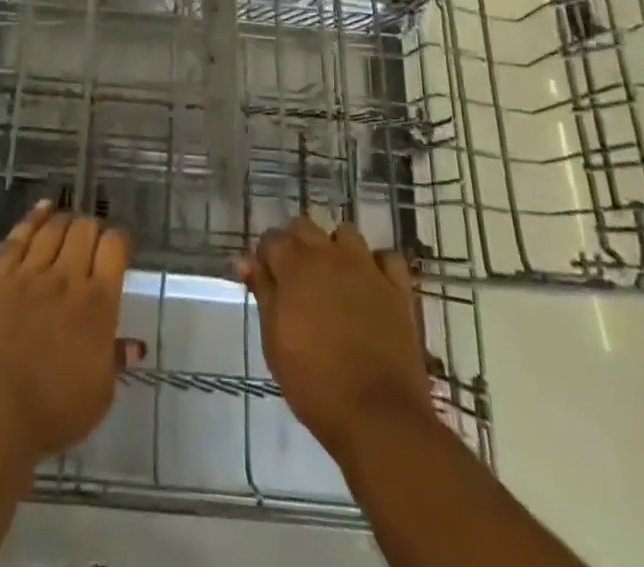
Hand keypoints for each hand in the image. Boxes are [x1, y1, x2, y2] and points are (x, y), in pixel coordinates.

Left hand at [0, 201, 142, 463]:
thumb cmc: (52, 410)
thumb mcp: (98, 395)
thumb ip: (115, 360)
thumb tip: (135, 344)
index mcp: (98, 303)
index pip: (115, 247)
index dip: (119, 240)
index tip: (118, 248)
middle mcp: (68, 277)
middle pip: (85, 228)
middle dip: (93, 228)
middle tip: (92, 241)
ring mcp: (32, 272)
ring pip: (55, 227)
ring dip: (66, 220)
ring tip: (70, 223)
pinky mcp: (1, 275)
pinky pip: (20, 235)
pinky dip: (34, 217)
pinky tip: (43, 208)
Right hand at [236, 216, 433, 465]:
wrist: (377, 416)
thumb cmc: (314, 382)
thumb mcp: (274, 340)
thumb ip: (262, 293)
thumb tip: (245, 260)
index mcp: (296, 265)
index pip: (273, 238)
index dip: (266, 255)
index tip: (266, 279)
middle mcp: (330, 255)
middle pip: (306, 226)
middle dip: (296, 244)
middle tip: (295, 279)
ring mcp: (368, 269)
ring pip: (346, 235)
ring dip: (335, 248)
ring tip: (332, 279)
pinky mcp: (398, 289)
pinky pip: (388, 259)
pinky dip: (377, 265)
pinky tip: (370, 285)